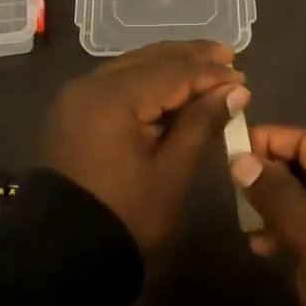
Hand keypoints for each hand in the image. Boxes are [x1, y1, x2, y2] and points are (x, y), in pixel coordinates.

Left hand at [43, 41, 248, 249]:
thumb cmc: (125, 215)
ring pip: (132, 65)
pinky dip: (146, 78)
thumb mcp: (171, 173)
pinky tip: (171, 85)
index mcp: (113, 98)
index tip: (242, 75)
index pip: (171, 74)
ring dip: (169, 64)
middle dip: (190, 57)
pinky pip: (116, 81)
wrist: (62, 251)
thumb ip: (202, 123)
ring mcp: (77, 95)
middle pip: (149, 59)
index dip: (209, 74)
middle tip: (228, 54)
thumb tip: (236, 90)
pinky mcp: (73, 108)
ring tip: (207, 63)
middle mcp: (90, 84)